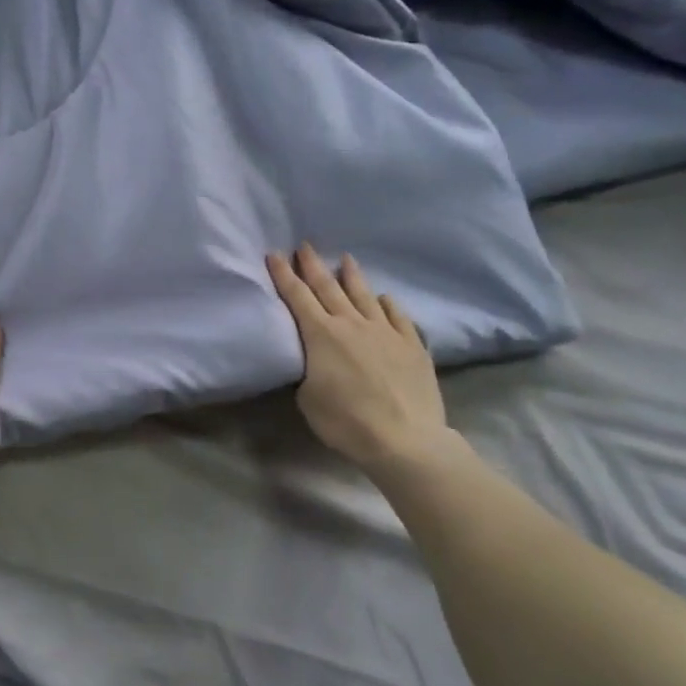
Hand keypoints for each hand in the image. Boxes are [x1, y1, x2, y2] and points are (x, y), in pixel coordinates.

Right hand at [267, 245, 452, 475]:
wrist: (404, 438)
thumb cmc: (346, 421)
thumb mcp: (308, 398)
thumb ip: (308, 370)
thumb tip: (316, 361)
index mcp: (321, 334)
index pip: (297, 296)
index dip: (283, 274)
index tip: (274, 254)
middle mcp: (351, 324)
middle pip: (328, 287)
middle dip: (313, 266)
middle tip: (305, 246)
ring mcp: (385, 331)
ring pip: (364, 295)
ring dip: (352, 276)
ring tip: (346, 259)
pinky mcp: (412, 345)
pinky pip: (397, 316)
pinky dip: (387, 304)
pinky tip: (384, 298)